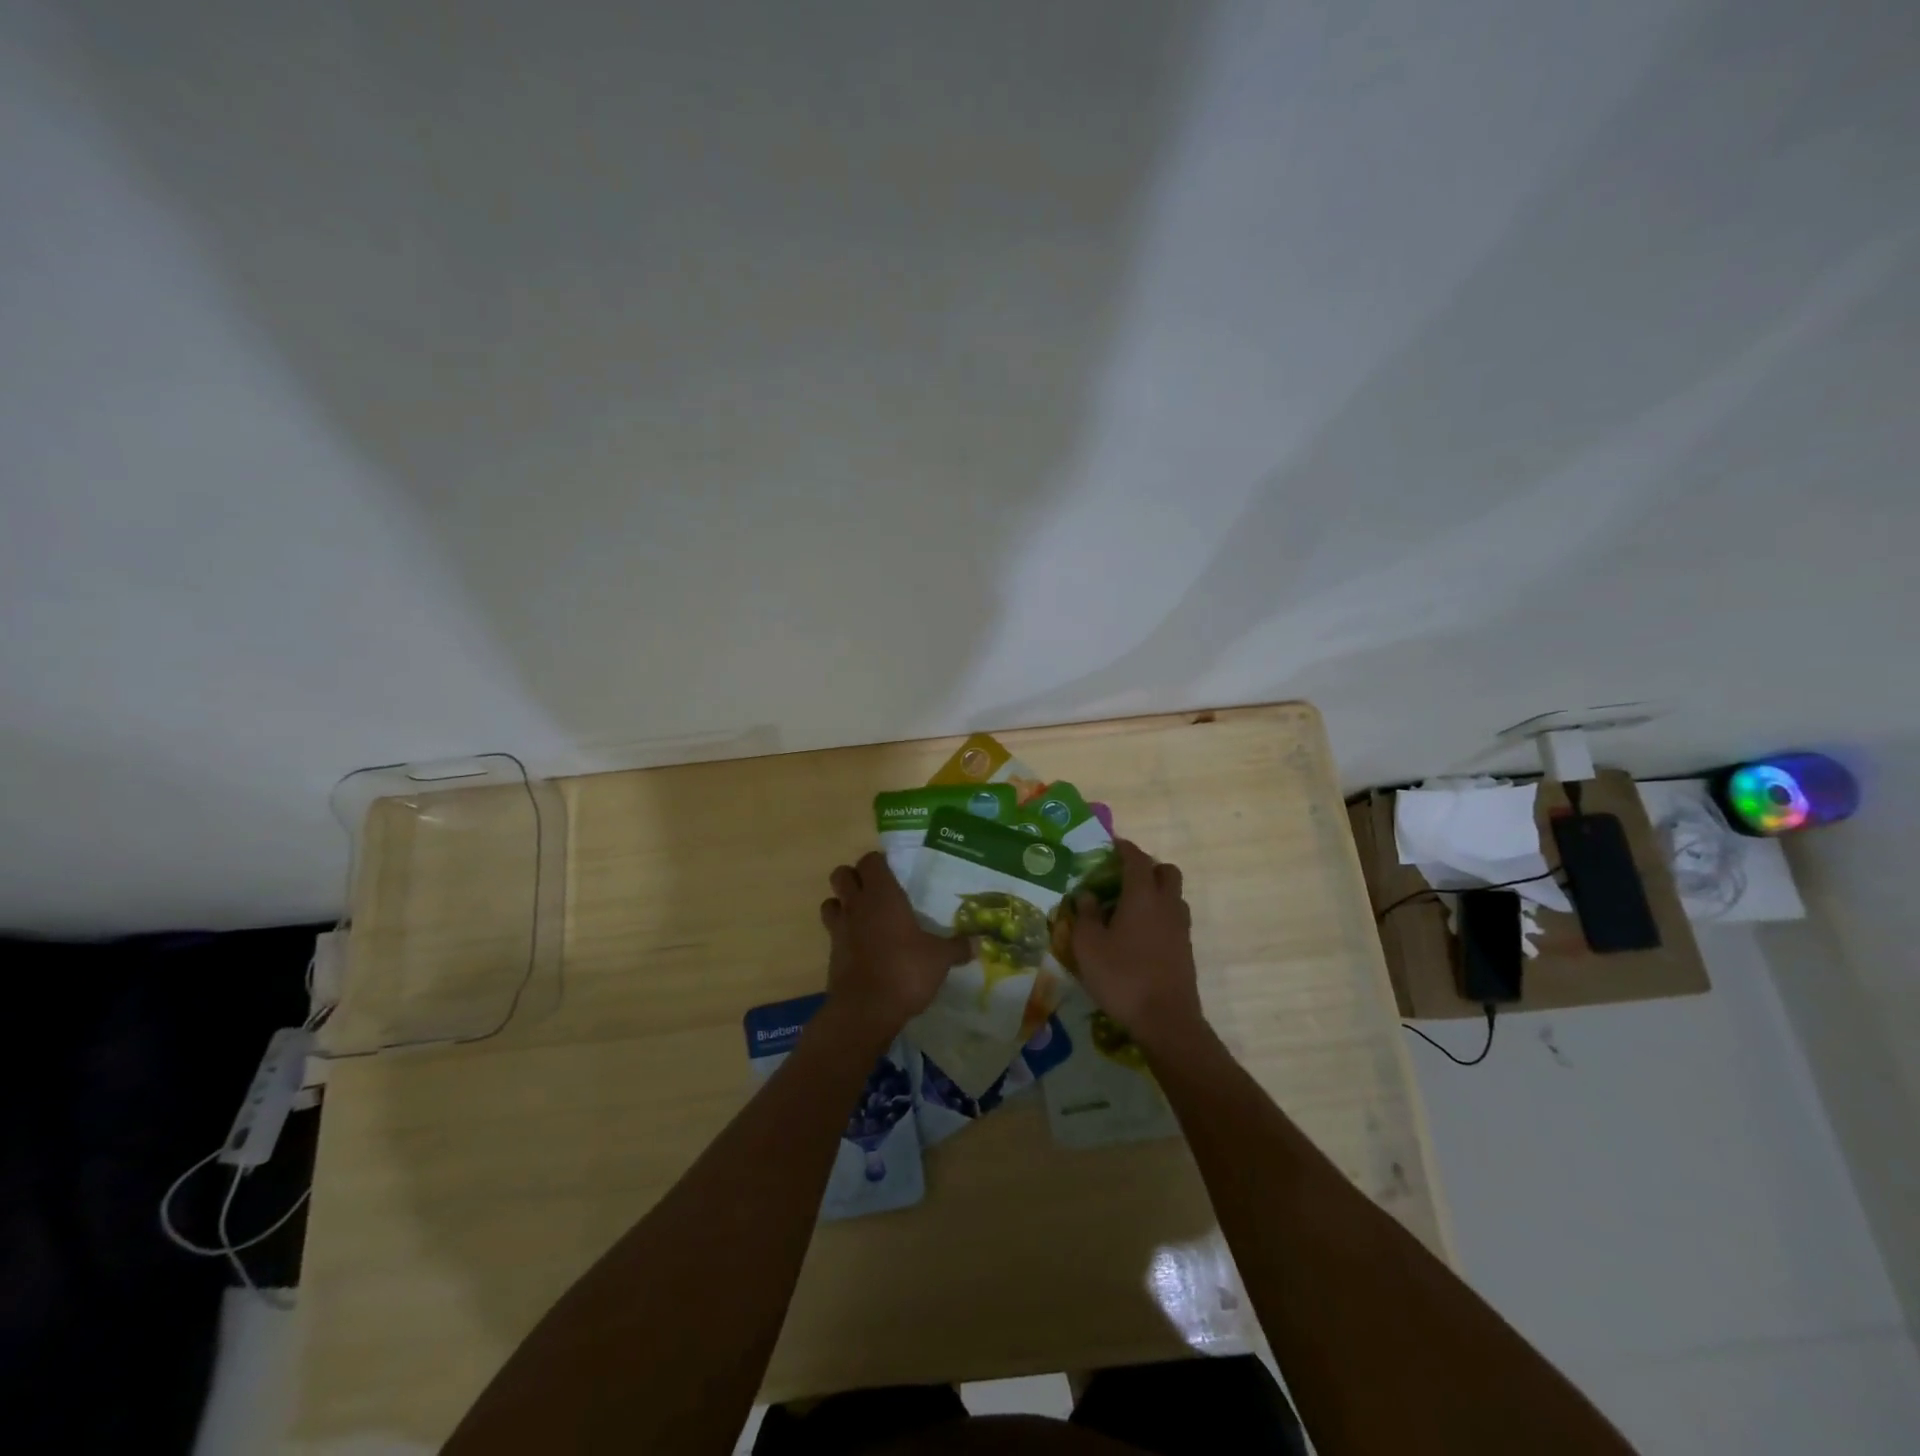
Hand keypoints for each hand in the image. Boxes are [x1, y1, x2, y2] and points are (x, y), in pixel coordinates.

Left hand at [820, 852, 968, 1044]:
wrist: (865, 1010)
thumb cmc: (905, 971)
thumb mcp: (939, 959)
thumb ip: (957, 948)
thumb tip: (980, 943)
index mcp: (883, 896)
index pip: (870, 861)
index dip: (879, 863)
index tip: (893, 872)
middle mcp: (857, 905)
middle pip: (841, 874)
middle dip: (854, 877)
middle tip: (875, 891)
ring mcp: (840, 929)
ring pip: (830, 901)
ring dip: (841, 903)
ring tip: (862, 915)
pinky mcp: (831, 954)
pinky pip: (832, 932)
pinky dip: (842, 933)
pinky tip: (861, 946)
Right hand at [1070, 840, 1204, 1051]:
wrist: (1166, 1020)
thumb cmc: (1122, 976)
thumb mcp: (1088, 946)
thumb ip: (1086, 915)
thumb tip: (1087, 895)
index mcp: (1142, 896)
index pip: (1136, 859)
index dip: (1125, 848)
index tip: (1113, 844)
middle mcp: (1166, 905)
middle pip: (1166, 871)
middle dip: (1147, 867)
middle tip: (1124, 876)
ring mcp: (1181, 928)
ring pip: (1174, 895)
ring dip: (1157, 891)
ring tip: (1131, 906)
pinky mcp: (1186, 949)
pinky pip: (1175, 918)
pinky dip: (1160, 915)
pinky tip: (1141, 934)